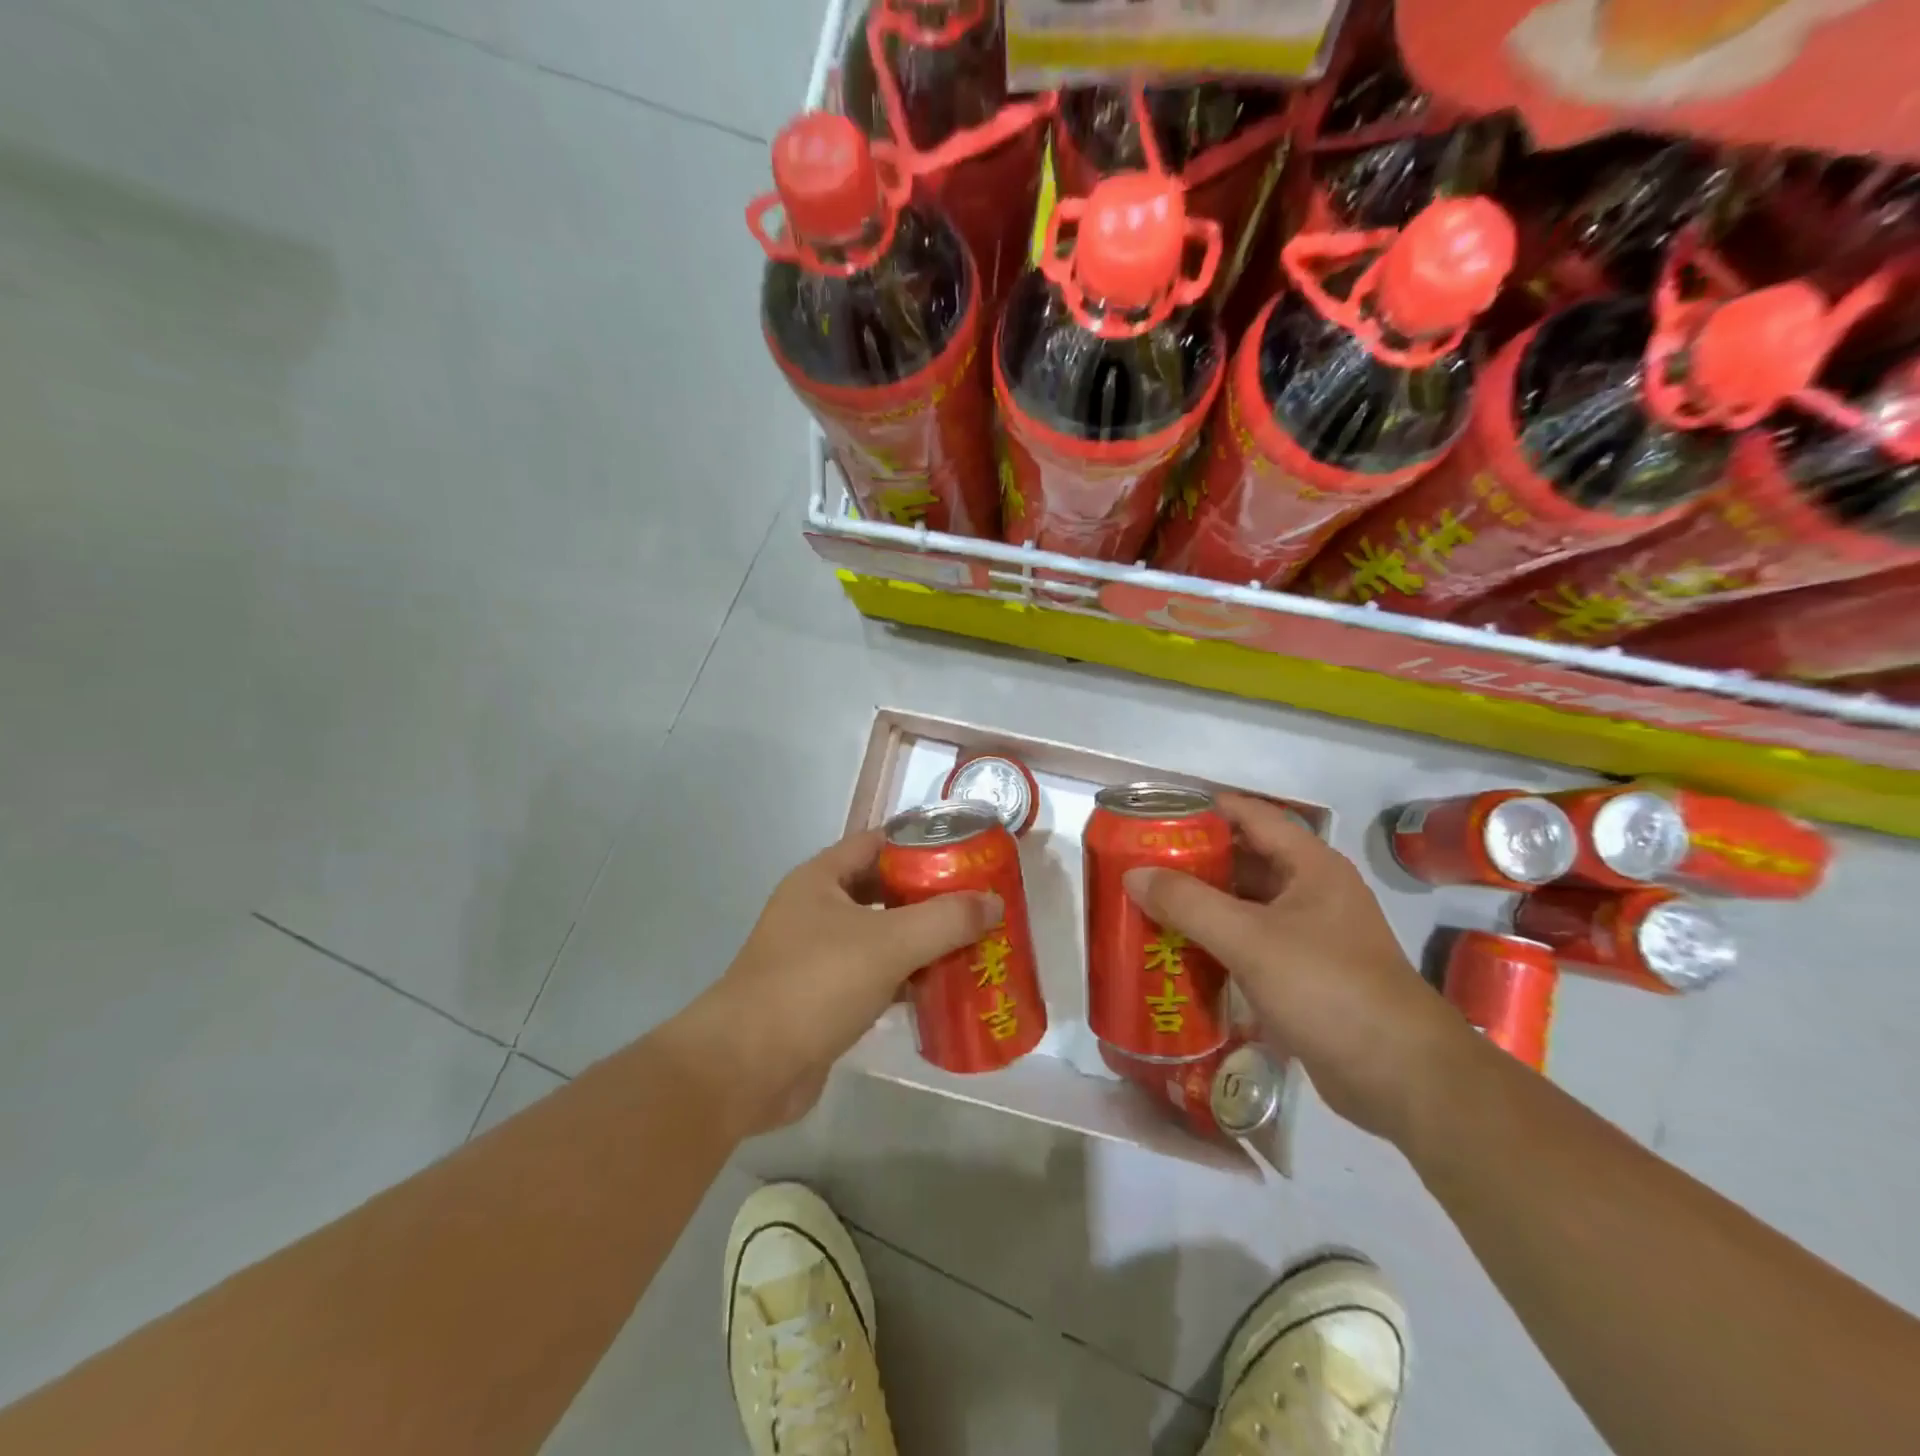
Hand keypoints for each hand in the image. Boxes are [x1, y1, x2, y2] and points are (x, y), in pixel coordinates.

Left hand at [678, 829, 1003, 1135]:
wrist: (747, 1067)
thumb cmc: (814, 985)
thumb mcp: (889, 943)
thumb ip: (946, 919)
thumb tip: (994, 903)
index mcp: (820, 879)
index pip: (878, 843)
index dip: (921, 844)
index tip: (967, 855)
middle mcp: (816, 910)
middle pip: (883, 891)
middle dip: (929, 897)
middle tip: (978, 904)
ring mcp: (816, 956)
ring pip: (880, 936)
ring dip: (921, 942)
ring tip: (972, 944)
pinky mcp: (823, 998)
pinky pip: (874, 977)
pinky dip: (906, 980)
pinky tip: (942, 990)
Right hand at [1123, 793, 1471, 1143]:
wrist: (1401, 1076)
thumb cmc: (1328, 988)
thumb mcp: (1250, 939)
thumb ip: (1188, 903)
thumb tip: (1133, 874)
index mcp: (1310, 866)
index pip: (1251, 816)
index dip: (1204, 809)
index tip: (1155, 814)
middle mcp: (1311, 892)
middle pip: (1243, 860)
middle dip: (1192, 861)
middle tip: (1139, 865)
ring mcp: (1309, 935)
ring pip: (1244, 905)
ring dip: (1201, 904)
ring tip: (1147, 904)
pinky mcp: (1303, 974)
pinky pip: (1250, 943)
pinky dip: (1216, 942)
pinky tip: (1178, 951)